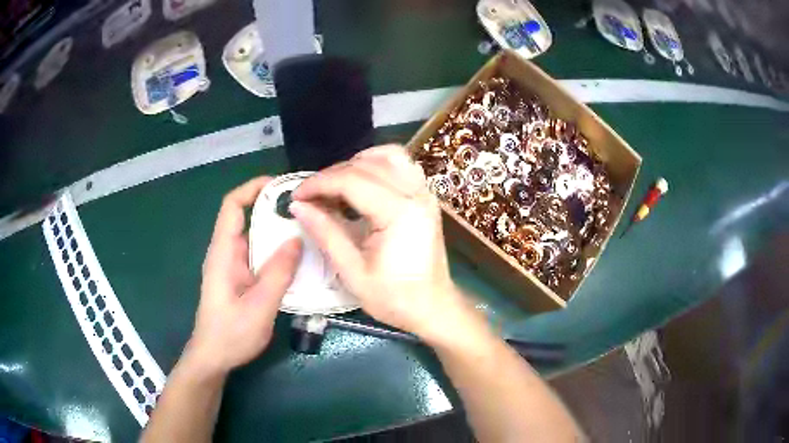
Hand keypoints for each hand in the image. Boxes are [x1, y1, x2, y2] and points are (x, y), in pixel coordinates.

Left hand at [188, 177, 301, 375]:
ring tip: (308, 229)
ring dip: (277, 230)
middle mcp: (226, 253)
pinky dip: (276, 250)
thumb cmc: (231, 334)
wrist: (213, 357)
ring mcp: (232, 266)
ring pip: (255, 237)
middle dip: (273, 208)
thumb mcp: (259, 307)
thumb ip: (277, 273)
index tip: (282, 185)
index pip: (232, 205)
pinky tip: (297, 259)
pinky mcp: (239, 278)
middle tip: (307, 208)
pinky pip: (258, 255)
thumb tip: (296, 239)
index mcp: (223, 253)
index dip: (253, 188)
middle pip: (247, 217)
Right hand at [291, 145, 477, 343]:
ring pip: (387, 155)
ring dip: (355, 163)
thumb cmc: (395, 298)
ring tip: (334, 185)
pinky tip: (361, 181)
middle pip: (366, 165)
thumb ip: (326, 234)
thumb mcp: (353, 273)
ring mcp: (424, 192)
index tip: (296, 196)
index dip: (318, 184)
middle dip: (331, 175)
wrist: (433, 307)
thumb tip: (298, 206)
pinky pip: (401, 164)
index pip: (351, 181)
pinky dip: (377, 164)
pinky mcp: (425, 196)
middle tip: (310, 195)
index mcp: (400, 213)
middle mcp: (416, 193)